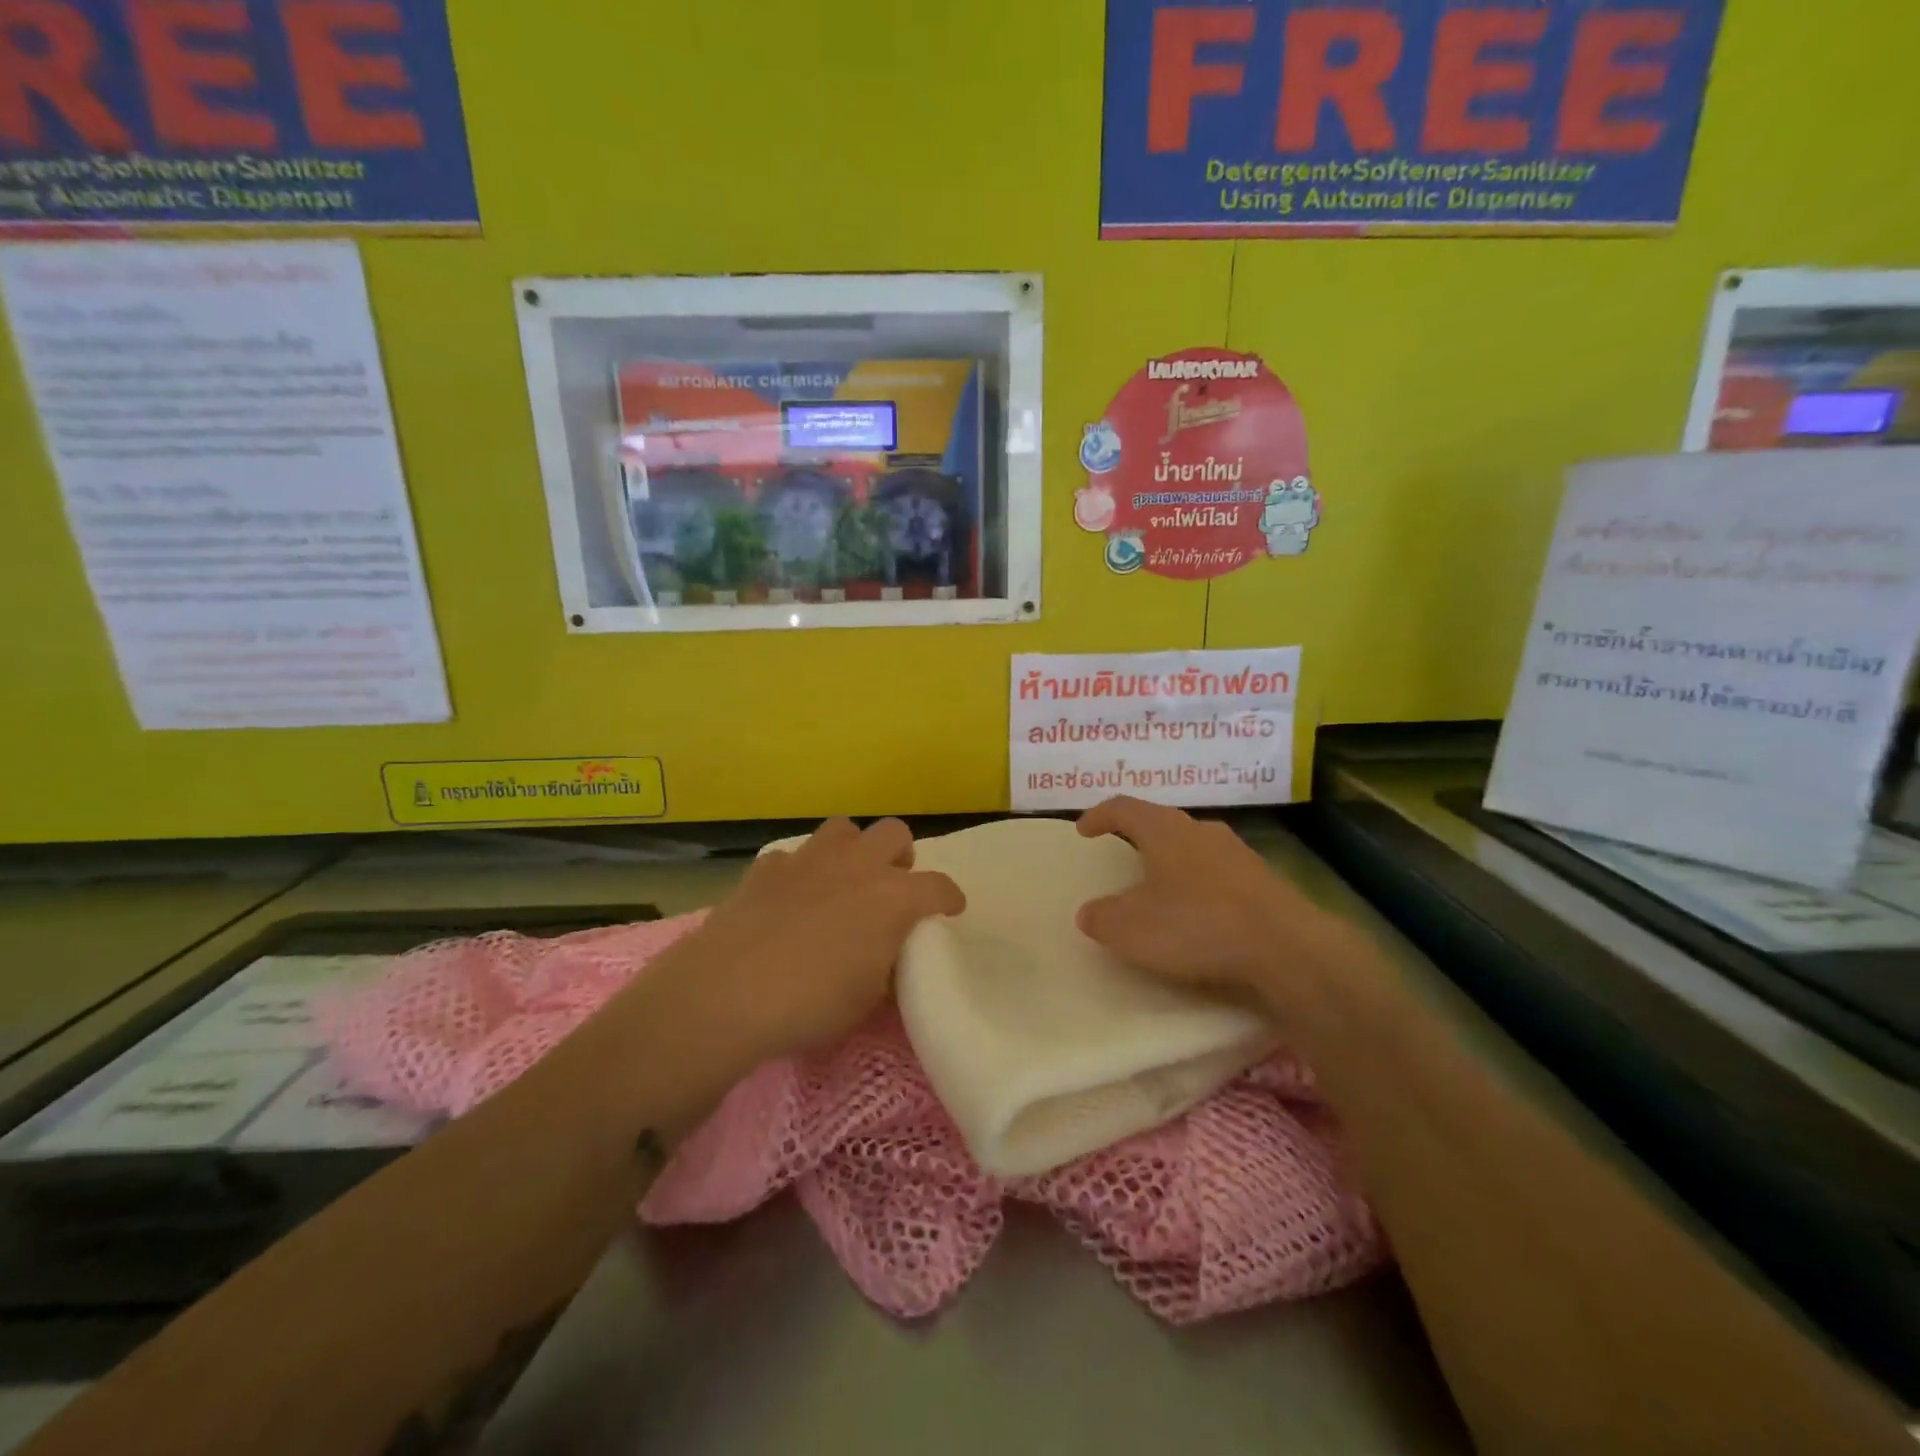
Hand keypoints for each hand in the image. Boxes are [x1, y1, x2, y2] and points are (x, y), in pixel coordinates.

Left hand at [662, 817, 964, 1066]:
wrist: (727, 994)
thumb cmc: (810, 1004)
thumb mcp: (866, 1000)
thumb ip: (884, 967)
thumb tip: (884, 957)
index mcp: (892, 898)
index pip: (938, 887)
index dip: (948, 898)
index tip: (949, 910)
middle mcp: (856, 866)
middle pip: (895, 833)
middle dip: (900, 856)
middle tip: (891, 886)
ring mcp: (809, 860)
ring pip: (843, 829)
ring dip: (852, 850)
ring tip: (843, 881)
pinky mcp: (766, 867)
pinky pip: (793, 857)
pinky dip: (799, 872)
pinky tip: (790, 899)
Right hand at [1074, 797, 1357, 1016]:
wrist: (1287, 948)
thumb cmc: (1197, 925)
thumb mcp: (1130, 929)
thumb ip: (1102, 917)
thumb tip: (1090, 912)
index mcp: (1165, 830)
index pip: (1124, 807)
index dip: (1099, 815)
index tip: (1083, 830)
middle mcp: (1202, 831)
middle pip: (1162, 823)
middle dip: (1139, 837)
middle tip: (1121, 855)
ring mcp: (1239, 855)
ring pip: (1195, 848)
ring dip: (1173, 863)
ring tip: (1160, 888)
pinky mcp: (1265, 883)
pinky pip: (1221, 876)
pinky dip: (1201, 888)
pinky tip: (1200, 916)